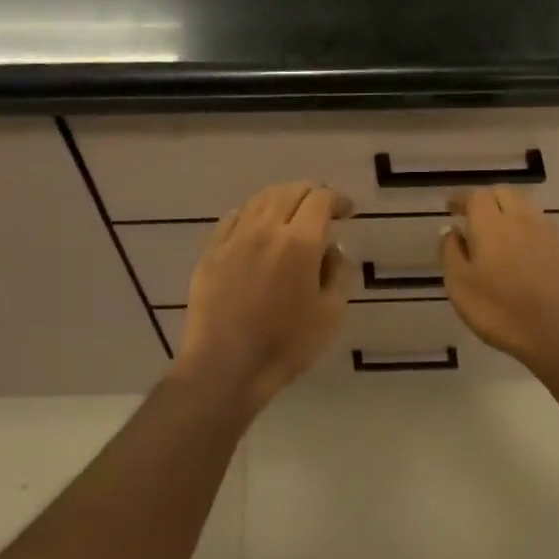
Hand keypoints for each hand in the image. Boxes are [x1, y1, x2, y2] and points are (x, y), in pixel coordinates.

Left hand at [174, 182, 353, 407]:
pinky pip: (233, 218)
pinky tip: (257, 228)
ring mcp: (233, 239)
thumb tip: (332, 248)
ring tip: (291, 215)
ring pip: (259, 200)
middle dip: (311, 194)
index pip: (320, 199)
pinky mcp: (211, 252)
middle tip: (323, 210)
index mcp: (299, 242)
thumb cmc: (286, 345)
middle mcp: (264, 229)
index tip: (347, 211)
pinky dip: (252, 214)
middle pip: (289, 191)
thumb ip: (338, 273)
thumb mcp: (330, 314)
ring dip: (281, 199)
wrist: (226, 367)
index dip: (337, 199)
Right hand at [441, 187, 558, 367]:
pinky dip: (527, 225)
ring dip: (509, 207)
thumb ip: (451, 252)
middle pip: (504, 192)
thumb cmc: (497, 310)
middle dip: (486, 198)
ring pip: (526, 205)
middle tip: (473, 214)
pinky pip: (541, 224)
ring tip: (497, 226)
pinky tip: (521, 244)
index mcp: (491, 224)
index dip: (461, 198)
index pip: (475, 196)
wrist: (555, 332)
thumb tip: (450, 229)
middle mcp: (520, 220)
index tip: (450, 209)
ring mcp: (546, 233)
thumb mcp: (459, 284)